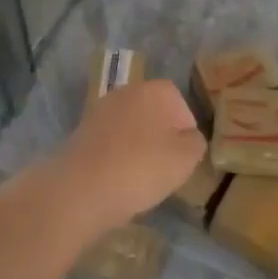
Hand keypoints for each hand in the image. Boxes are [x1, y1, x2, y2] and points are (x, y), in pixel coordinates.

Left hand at [50, 80, 205, 234]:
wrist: (82, 188)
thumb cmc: (142, 168)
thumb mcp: (186, 158)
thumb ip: (195, 142)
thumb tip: (187, 138)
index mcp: (158, 90)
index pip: (183, 111)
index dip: (185, 137)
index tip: (180, 161)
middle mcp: (129, 90)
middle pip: (156, 116)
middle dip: (160, 140)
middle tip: (161, 170)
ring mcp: (102, 108)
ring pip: (132, 129)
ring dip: (138, 148)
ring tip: (137, 178)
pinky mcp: (82, 129)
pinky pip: (111, 142)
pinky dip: (116, 156)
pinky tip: (115, 178)